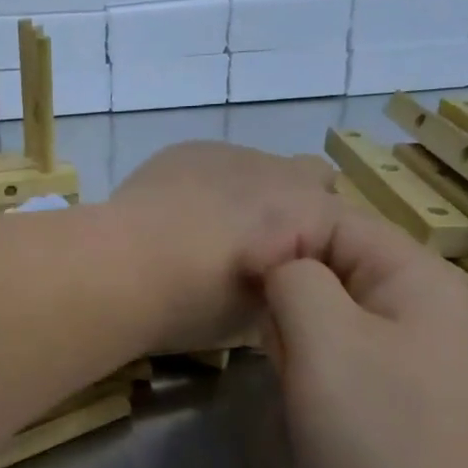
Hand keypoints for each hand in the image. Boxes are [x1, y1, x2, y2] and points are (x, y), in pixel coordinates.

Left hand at [108, 142, 347, 352]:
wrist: (120, 267)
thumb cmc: (192, 304)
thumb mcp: (256, 317)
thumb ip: (285, 292)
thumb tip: (282, 286)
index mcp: (310, 214)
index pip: (348, 226)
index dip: (325, 254)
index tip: (299, 279)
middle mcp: (282, 171)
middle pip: (315, 179)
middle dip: (298, 209)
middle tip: (263, 250)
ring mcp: (232, 153)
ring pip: (262, 168)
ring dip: (252, 195)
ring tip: (210, 233)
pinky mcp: (188, 149)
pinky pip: (217, 163)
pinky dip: (210, 186)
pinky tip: (177, 216)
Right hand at [262, 211, 467, 467]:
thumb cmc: (382, 430)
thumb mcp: (325, 338)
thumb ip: (293, 278)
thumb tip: (277, 266)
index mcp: (416, 276)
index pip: (333, 221)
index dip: (280, 240)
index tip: (239, 281)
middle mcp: (421, 303)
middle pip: (332, 267)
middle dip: (291, 300)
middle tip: (278, 348)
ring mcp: (415, 351)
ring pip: (330, 315)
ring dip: (298, 339)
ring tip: (293, 380)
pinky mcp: (400, 392)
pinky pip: (343, 356)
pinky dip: (314, 370)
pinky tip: (309, 403)